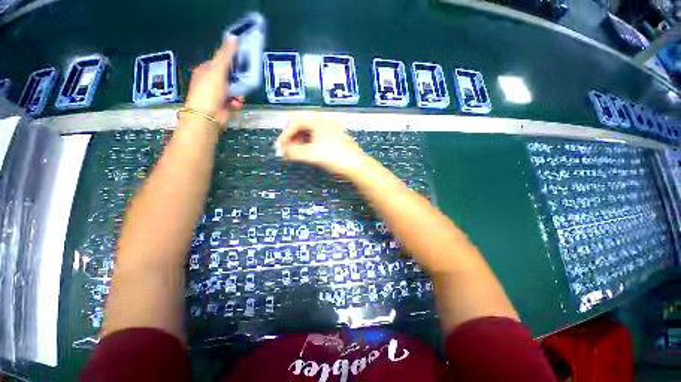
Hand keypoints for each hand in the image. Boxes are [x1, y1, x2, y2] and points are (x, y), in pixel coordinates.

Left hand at [185, 37, 243, 124]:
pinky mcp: (224, 105)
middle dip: (237, 81)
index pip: (220, 62)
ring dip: (238, 93)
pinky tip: (236, 104)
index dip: (231, 63)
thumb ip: (226, 55)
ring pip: (234, 90)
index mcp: (205, 70)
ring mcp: (217, 95)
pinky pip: (234, 100)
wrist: (207, 116)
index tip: (242, 64)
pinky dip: (236, 102)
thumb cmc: (209, 91)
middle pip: (229, 77)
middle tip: (243, 82)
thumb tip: (234, 38)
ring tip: (238, 97)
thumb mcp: (218, 70)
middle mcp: (210, 82)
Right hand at [276, 117, 367, 175]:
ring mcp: (332, 130)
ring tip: (297, 153)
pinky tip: (309, 153)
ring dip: (301, 142)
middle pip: (303, 127)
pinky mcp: (336, 138)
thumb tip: (283, 151)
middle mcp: (325, 121)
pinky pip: (319, 138)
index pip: (296, 122)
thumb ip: (293, 152)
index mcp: (318, 121)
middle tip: (288, 151)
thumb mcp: (311, 154)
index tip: (280, 146)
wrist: (356, 165)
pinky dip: (310, 145)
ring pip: (311, 133)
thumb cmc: (333, 157)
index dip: (285, 134)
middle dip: (293, 139)